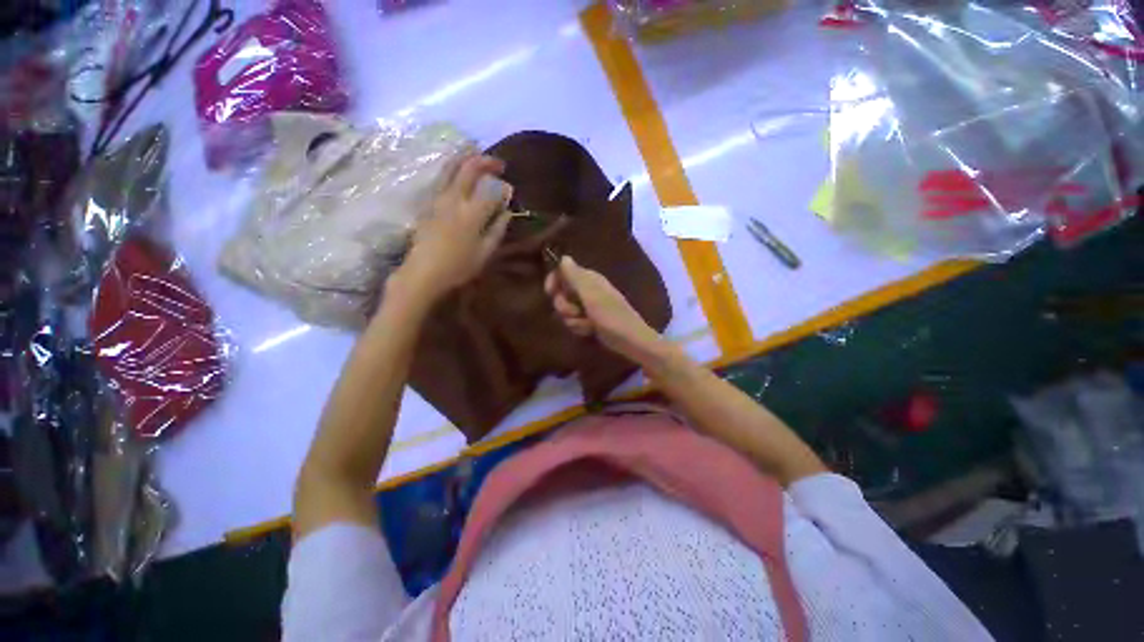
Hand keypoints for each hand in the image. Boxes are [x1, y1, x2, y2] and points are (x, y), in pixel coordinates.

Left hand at [396, 154, 510, 302]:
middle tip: (499, 163)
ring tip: (478, 154)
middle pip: (470, 169)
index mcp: (472, 213)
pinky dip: (453, 167)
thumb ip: (497, 230)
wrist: (423, 272)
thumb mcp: (485, 253)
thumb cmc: (458, 267)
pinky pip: (442, 177)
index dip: (504, 188)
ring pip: (451, 167)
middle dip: (486, 162)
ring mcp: (438, 197)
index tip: (511, 191)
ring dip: (466, 157)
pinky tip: (459, 169)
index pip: (492, 191)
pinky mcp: (428, 201)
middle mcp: (454, 199)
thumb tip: (506, 213)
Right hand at [544, 256, 663, 360]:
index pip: (563, 272)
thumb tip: (564, 257)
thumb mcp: (591, 295)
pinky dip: (579, 327)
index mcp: (588, 279)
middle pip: (561, 294)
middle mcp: (586, 290)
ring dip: (573, 320)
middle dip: (564, 306)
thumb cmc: (612, 316)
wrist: (629, 340)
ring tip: (587, 324)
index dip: (554, 281)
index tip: (550, 292)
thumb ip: (575, 276)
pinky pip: (573, 322)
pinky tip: (589, 331)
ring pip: (566, 311)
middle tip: (576, 312)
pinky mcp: (588, 320)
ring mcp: (587, 306)